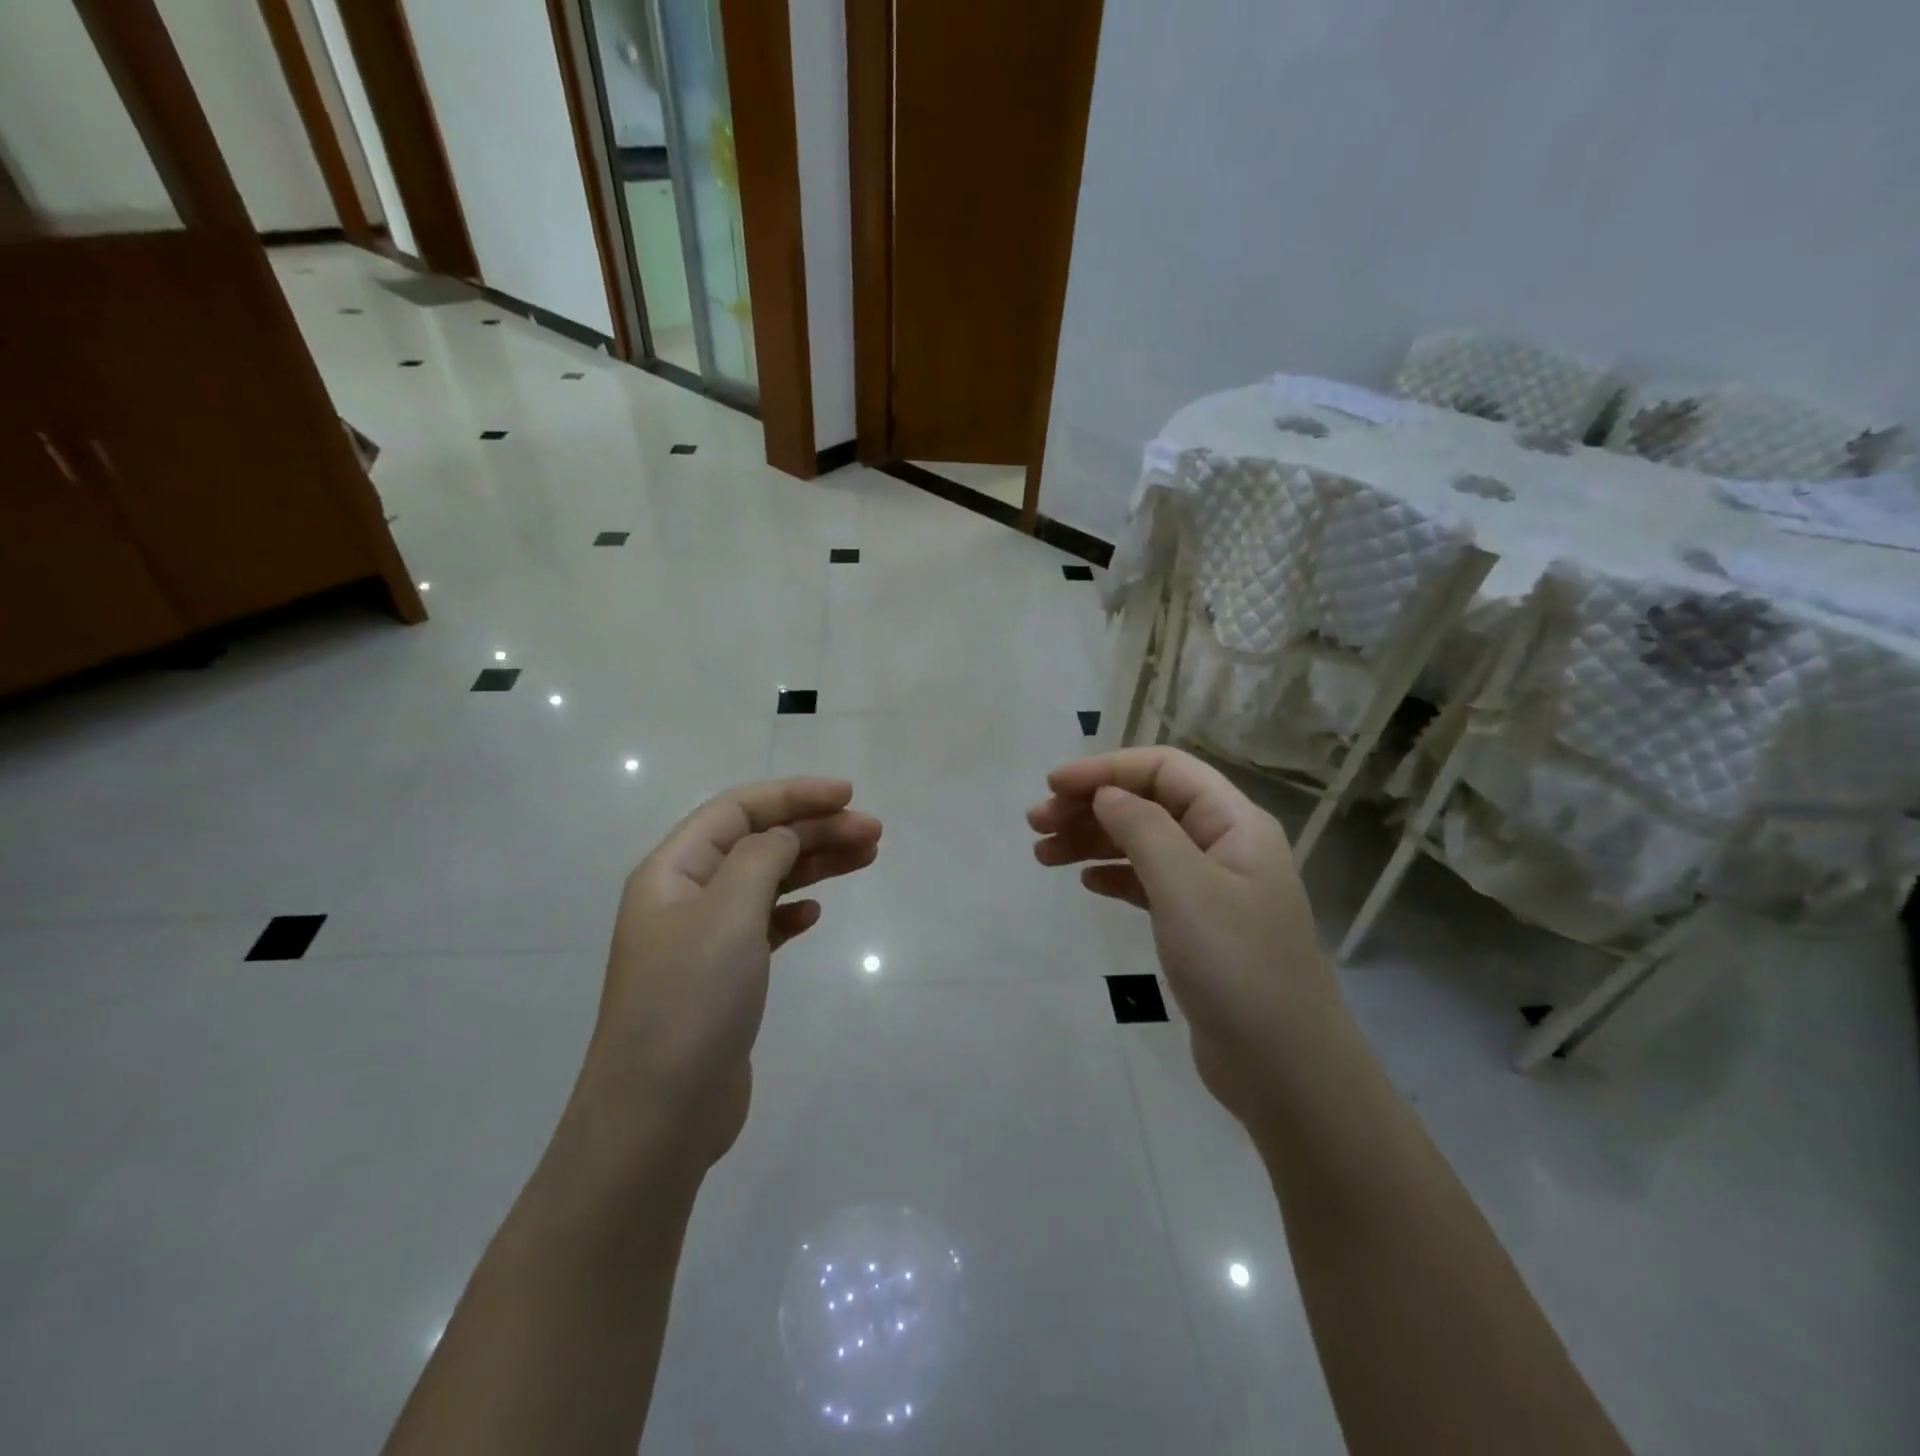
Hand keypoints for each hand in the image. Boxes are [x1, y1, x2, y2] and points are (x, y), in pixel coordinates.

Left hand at [573, 778, 881, 1176]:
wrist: (658, 1116)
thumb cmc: (691, 1001)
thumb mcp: (728, 913)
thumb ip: (761, 859)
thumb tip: (783, 837)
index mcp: (672, 870)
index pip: (737, 810)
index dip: (793, 795)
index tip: (848, 795)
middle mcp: (684, 896)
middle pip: (756, 842)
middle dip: (814, 829)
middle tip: (873, 833)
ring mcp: (702, 940)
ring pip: (765, 881)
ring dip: (813, 865)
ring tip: (866, 858)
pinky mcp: (721, 978)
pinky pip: (762, 925)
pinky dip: (791, 911)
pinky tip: (815, 915)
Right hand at [1028, 747, 1336, 1127]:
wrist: (1284, 1071)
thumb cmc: (1236, 967)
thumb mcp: (1186, 888)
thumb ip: (1143, 829)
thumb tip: (1105, 793)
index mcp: (1234, 822)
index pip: (1165, 769)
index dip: (1107, 769)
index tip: (1053, 786)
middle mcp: (1225, 845)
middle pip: (1149, 803)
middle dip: (1091, 805)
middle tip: (1036, 825)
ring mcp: (1212, 888)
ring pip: (1143, 843)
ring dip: (1093, 840)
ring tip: (1043, 854)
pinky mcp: (1198, 926)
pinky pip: (1148, 883)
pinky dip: (1114, 876)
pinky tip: (1086, 883)